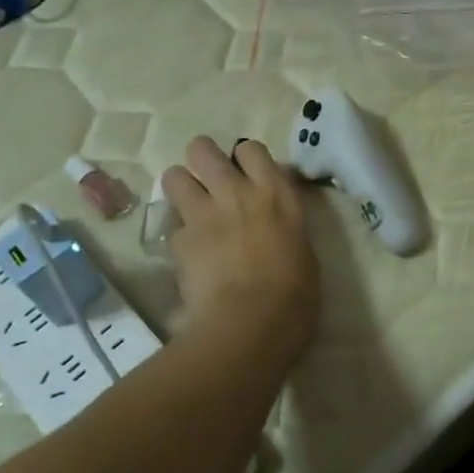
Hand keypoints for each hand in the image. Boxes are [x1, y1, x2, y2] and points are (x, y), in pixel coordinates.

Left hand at [163, 136, 319, 364]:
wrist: (253, 323)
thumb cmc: (296, 293)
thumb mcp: (302, 248)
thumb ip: (282, 224)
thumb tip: (271, 225)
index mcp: (276, 193)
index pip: (251, 148)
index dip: (243, 158)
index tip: (246, 174)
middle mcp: (237, 192)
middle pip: (203, 149)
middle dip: (201, 159)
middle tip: (208, 180)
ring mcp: (204, 214)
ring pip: (174, 176)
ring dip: (180, 188)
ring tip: (189, 207)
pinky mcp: (180, 241)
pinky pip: (171, 227)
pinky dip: (177, 236)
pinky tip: (187, 253)